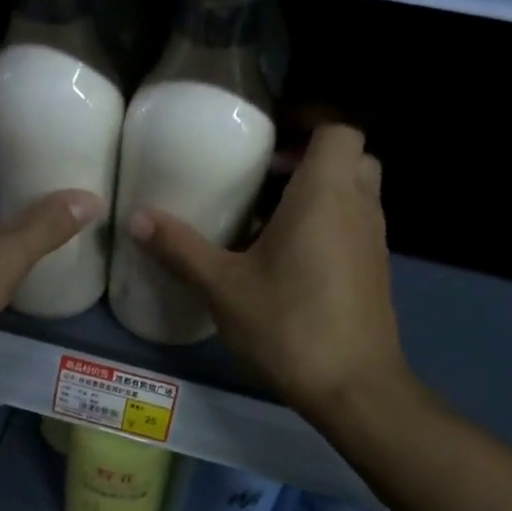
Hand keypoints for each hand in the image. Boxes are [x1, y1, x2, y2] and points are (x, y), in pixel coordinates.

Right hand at [127, 125, 408, 420]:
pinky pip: (353, 227)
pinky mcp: (375, 271)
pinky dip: (327, 226)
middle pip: (349, 158)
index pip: (338, 129)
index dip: (308, 124)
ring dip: (318, 194)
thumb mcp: (223, 287)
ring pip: (354, 194)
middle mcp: (359, 207)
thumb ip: (181, 248)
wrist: (353, 387)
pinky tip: (286, 261)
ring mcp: (374, 241)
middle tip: (264, 178)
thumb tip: (137, 218)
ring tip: (266, 219)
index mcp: (326, 195)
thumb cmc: (288, 325)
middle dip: (310, 159)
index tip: (267, 142)